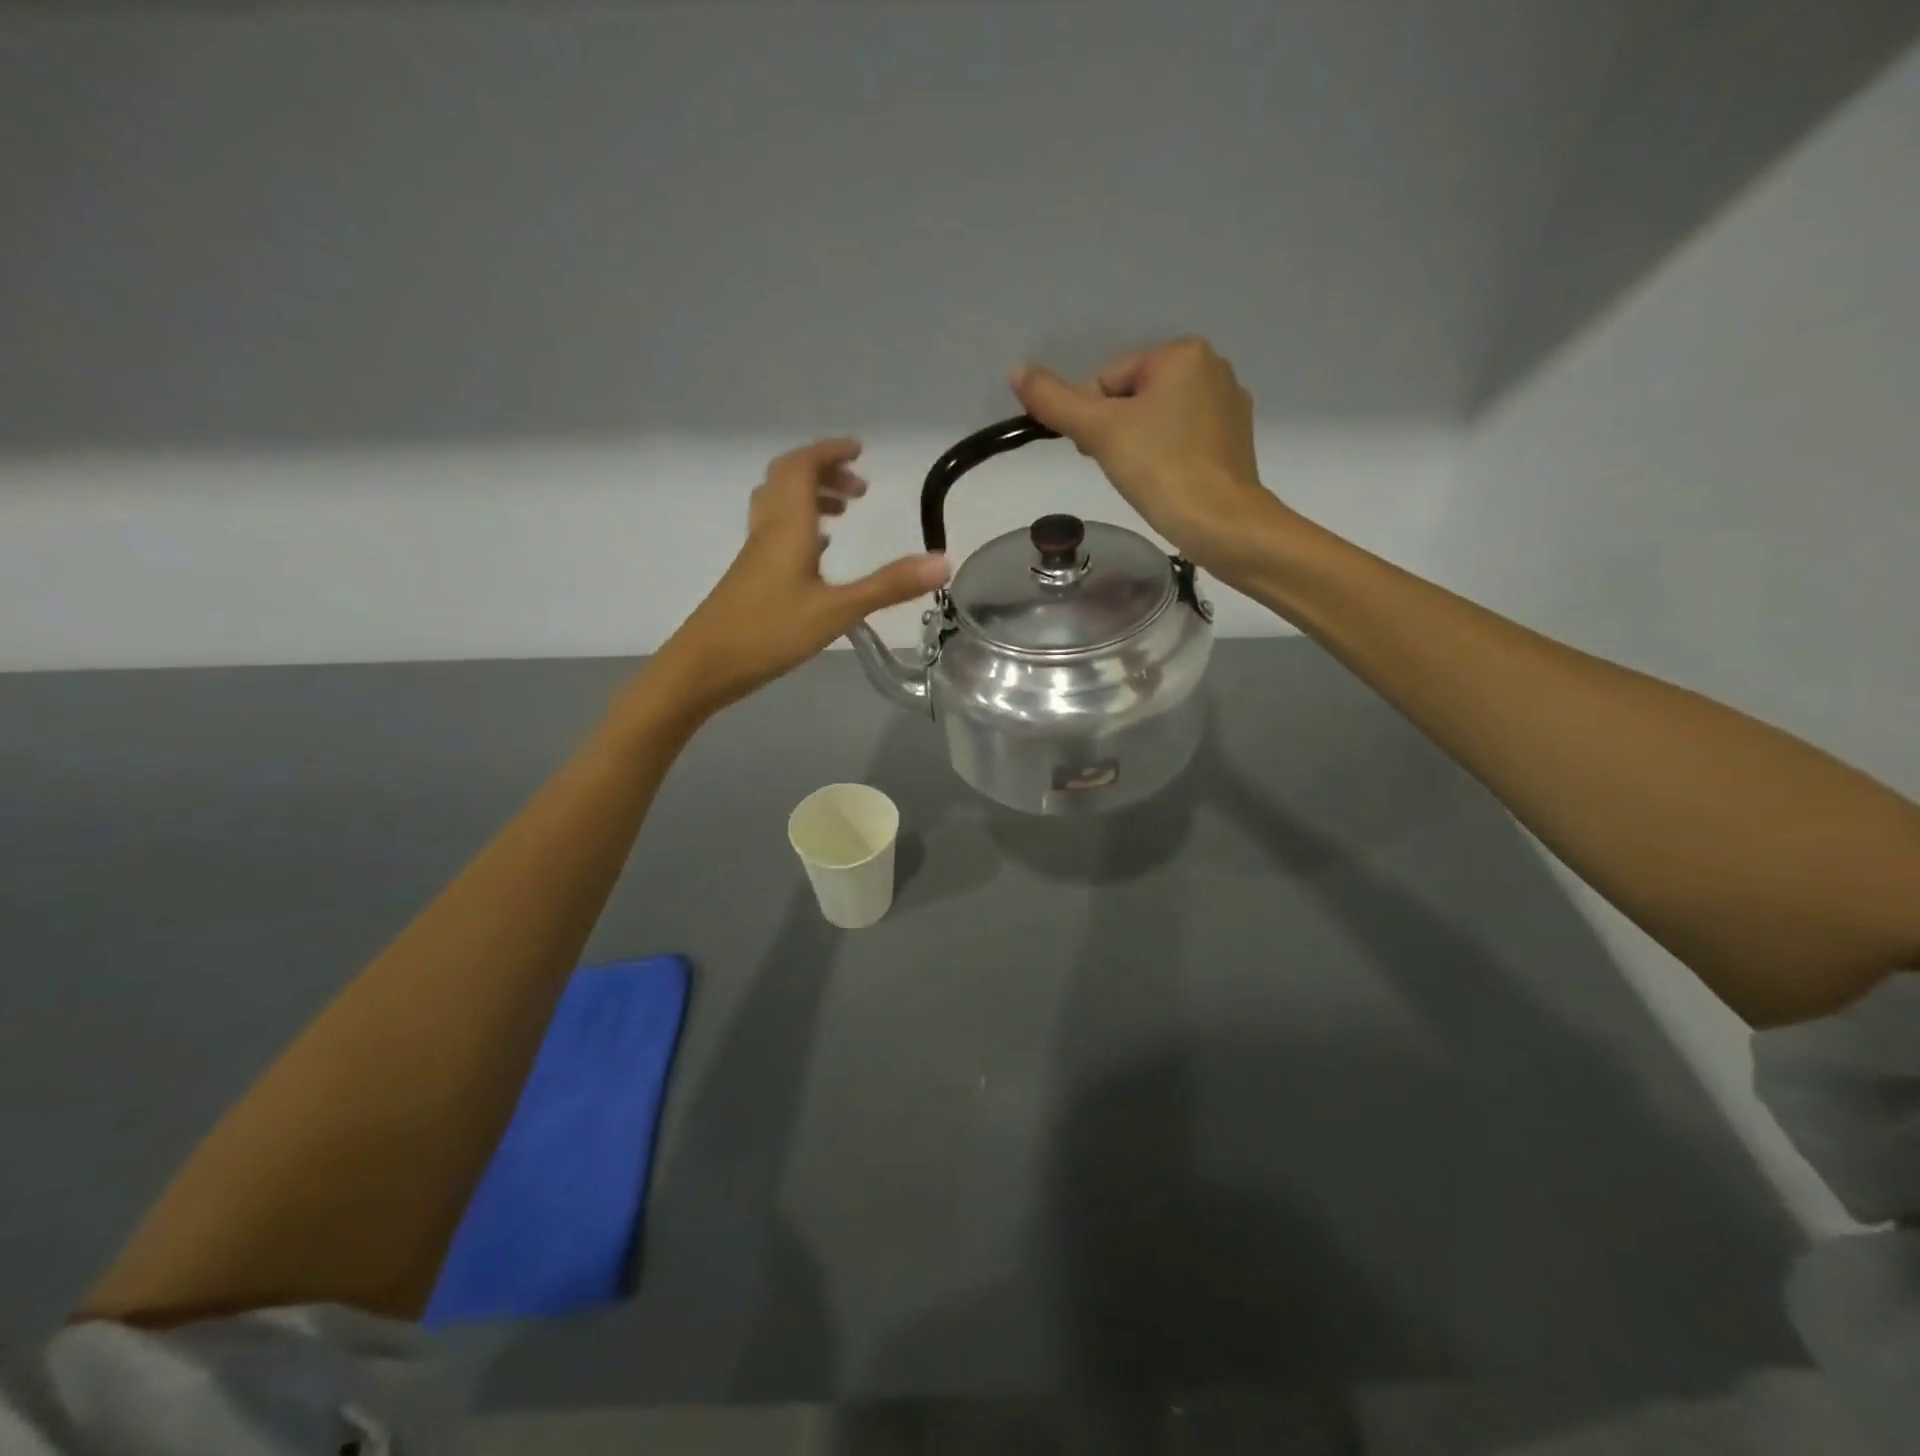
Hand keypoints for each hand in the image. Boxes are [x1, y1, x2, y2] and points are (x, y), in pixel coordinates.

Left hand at [648, 439, 949, 718]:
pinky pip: (775, 532)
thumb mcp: (837, 611)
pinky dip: (800, 526)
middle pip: (788, 479)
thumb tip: (943, 562)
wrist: (705, 665)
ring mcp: (755, 552)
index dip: (829, 453)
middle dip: (823, 472)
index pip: (803, 467)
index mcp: (788, 526)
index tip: (859, 451)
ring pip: (778, 505)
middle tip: (858, 488)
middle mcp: (768, 529)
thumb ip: (889, 586)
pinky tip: (818, 553)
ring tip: (844, 514)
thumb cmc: (770, 632)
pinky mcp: (750, 575)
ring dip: (810, 497)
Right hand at [1010, 337, 1287, 581]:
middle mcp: (1212, 366)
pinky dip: (1168, 456)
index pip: (1107, 380)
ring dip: (1139, 445)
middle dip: (1116, 432)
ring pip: (1158, 419)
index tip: (1098, 454)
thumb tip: (1016, 371)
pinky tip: (1167, 481)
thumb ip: (1055, 401)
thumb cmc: (1160, 469)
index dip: (1092, 420)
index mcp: (1181, 353)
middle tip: (1121, 468)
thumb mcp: (1099, 432)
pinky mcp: (1236, 438)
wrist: (1222, 522)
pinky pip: (1184, 437)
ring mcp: (1229, 403)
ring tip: (1144, 478)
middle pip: (1133, 397)